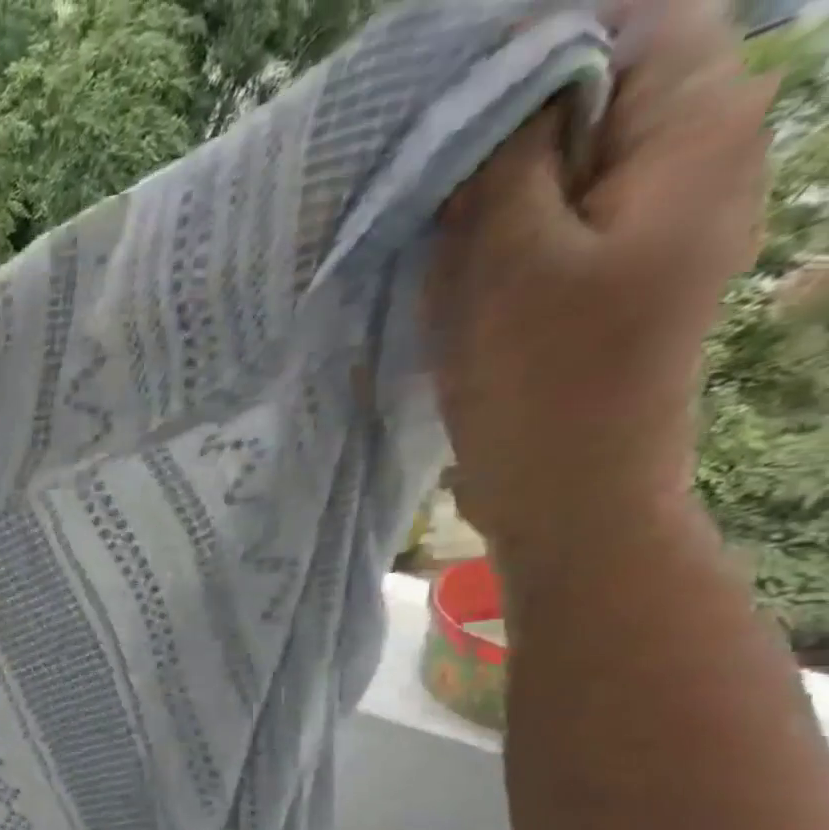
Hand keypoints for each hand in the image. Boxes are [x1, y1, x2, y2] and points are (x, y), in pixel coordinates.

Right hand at [426, 0, 776, 555]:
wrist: (571, 492)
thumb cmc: (546, 381)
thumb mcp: (513, 259)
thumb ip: (510, 155)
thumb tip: (496, 75)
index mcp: (696, 129)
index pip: (629, 22)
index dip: (532, 49)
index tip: (443, 108)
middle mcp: (694, 154)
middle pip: (596, 90)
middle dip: (503, 125)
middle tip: (424, 182)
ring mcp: (654, 219)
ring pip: (565, 161)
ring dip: (493, 187)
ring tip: (433, 233)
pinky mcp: (611, 272)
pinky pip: (555, 219)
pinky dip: (502, 231)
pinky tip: (455, 271)